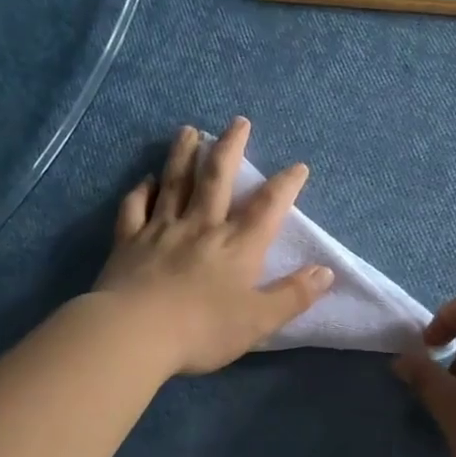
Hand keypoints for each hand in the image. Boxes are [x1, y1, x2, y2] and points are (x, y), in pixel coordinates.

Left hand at [95, 119, 334, 375]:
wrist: (135, 334)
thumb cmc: (203, 330)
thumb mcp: (259, 321)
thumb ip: (294, 295)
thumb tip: (326, 271)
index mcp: (237, 246)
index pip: (268, 207)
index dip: (286, 185)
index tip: (298, 167)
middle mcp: (201, 227)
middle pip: (217, 178)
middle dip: (231, 148)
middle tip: (238, 122)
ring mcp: (161, 230)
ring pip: (175, 183)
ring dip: (184, 154)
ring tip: (190, 131)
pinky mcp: (128, 241)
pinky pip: (135, 207)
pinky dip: (141, 190)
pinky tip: (146, 179)